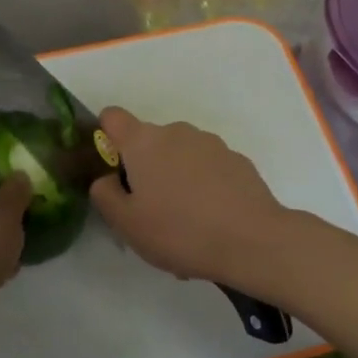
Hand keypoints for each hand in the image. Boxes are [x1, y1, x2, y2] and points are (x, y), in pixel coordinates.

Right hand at [88, 107, 289, 282]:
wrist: (252, 240)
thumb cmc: (179, 231)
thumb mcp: (126, 223)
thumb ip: (105, 194)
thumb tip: (107, 179)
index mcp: (144, 142)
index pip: (113, 117)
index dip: (106, 137)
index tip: (113, 169)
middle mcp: (177, 132)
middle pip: (149, 143)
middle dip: (146, 170)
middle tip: (150, 213)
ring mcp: (211, 143)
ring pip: (181, 157)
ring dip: (176, 180)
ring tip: (185, 226)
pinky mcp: (237, 160)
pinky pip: (208, 170)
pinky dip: (204, 188)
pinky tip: (212, 223)